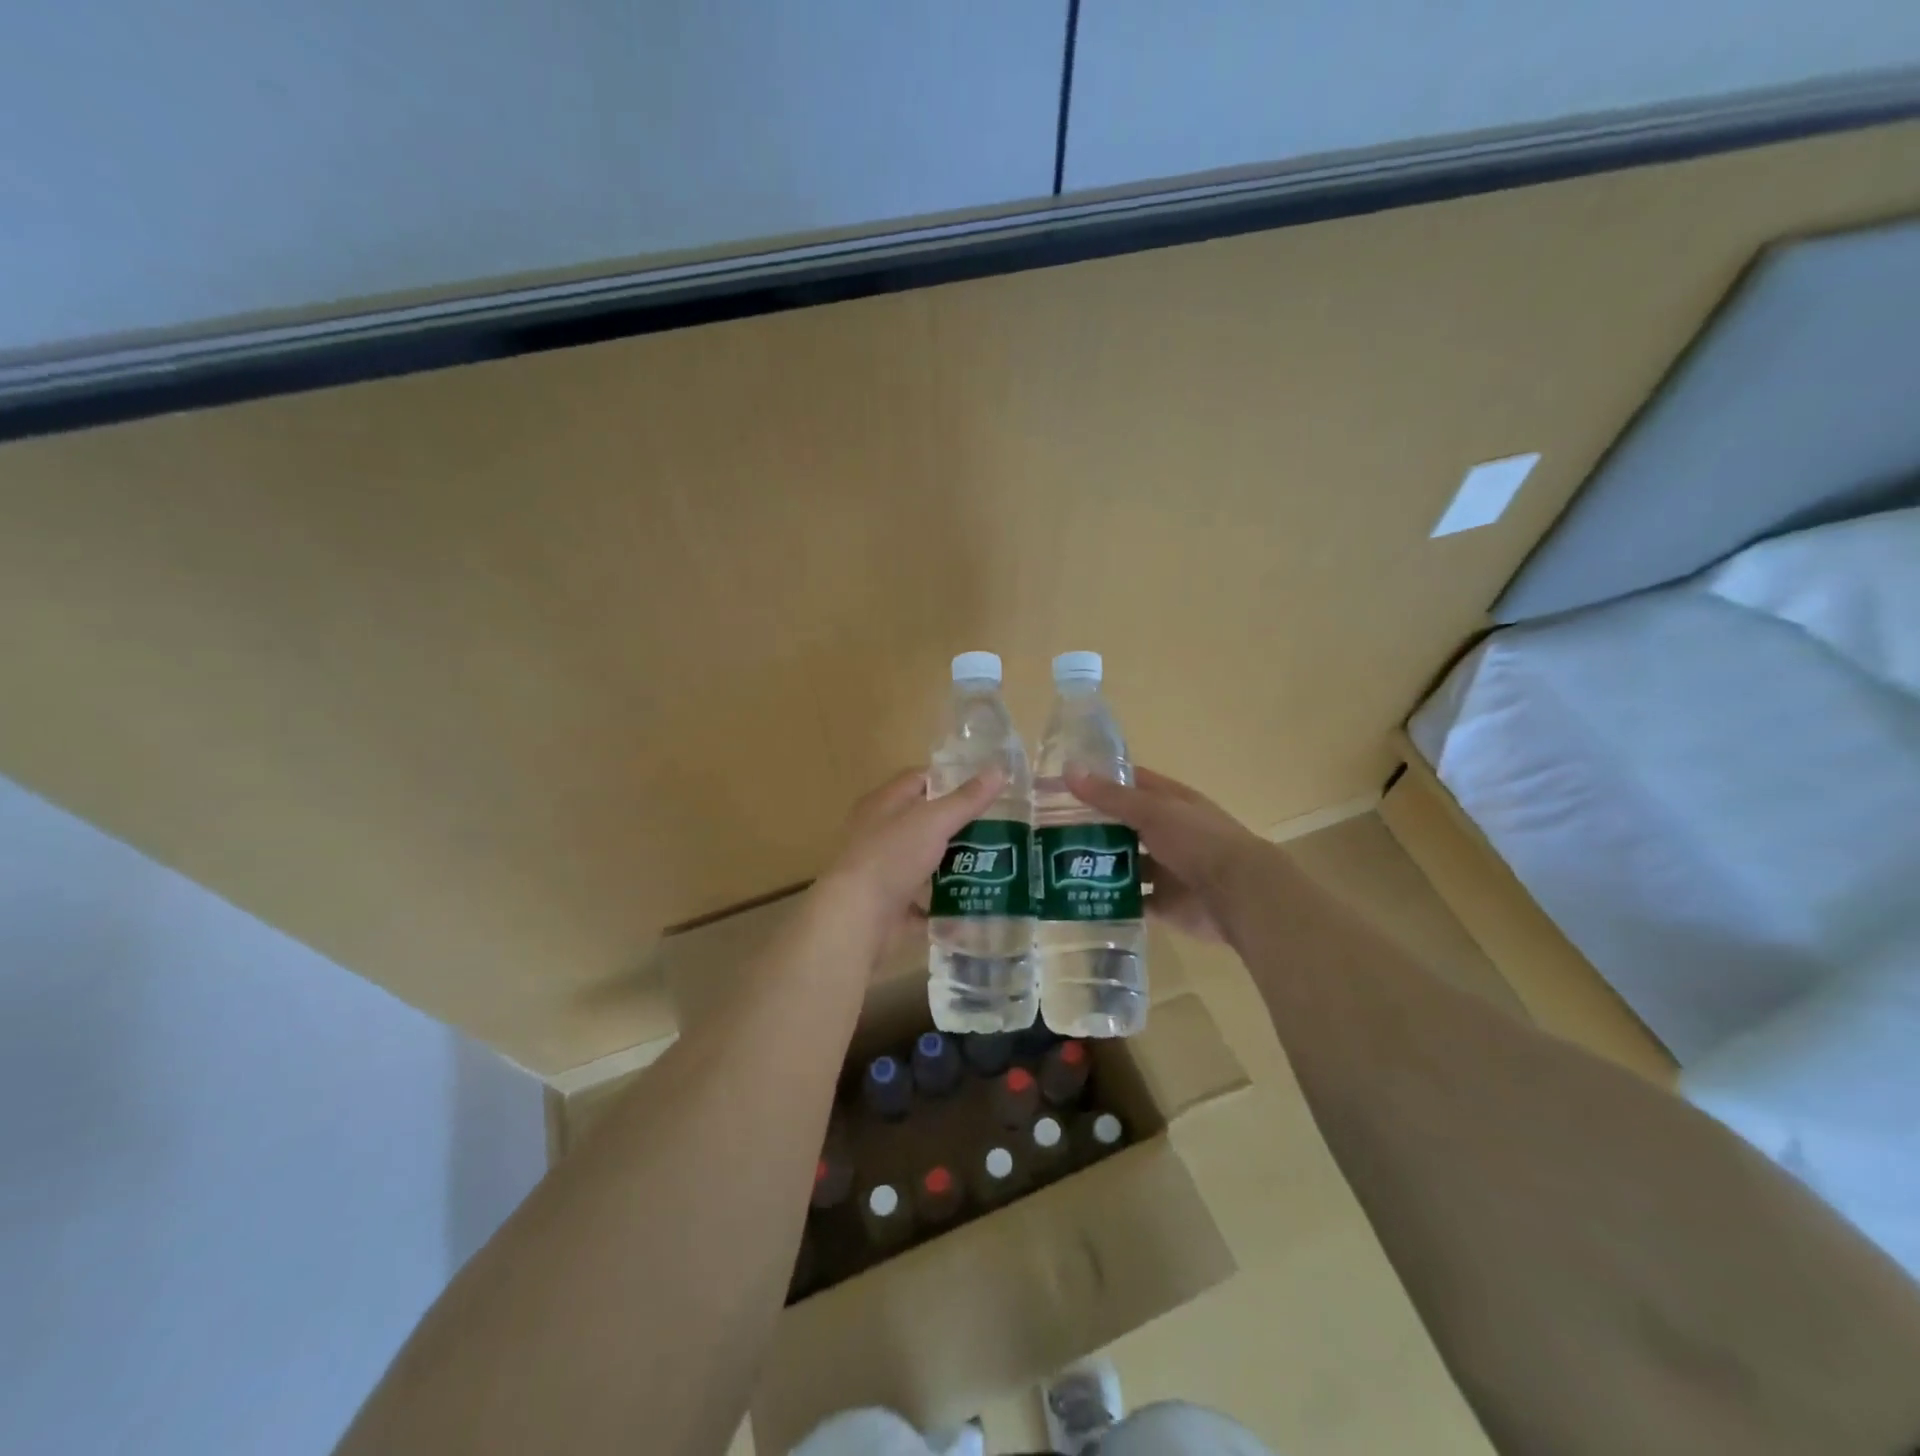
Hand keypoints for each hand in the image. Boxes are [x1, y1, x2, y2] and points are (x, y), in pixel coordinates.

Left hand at [814, 767, 1005, 949]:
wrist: (857, 918)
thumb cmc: (891, 856)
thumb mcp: (933, 821)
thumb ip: (966, 799)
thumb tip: (1000, 770)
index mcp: (883, 804)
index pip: (918, 779)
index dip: (950, 779)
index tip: (985, 786)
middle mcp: (880, 834)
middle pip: (924, 822)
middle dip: (959, 825)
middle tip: (999, 827)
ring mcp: (884, 871)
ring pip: (925, 862)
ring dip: (955, 864)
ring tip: (996, 863)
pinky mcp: (891, 905)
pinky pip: (924, 901)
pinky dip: (946, 903)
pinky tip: (975, 902)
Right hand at [1064, 766, 1271, 943]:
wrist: (1238, 894)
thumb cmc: (1197, 840)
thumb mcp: (1152, 810)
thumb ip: (1110, 796)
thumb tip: (1068, 770)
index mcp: (1169, 802)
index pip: (1129, 784)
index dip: (1098, 782)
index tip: (1060, 785)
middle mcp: (1167, 832)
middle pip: (1122, 826)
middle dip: (1090, 826)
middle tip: (1046, 829)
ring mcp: (1165, 869)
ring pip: (1124, 863)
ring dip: (1097, 864)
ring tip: (1055, 865)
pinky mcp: (1163, 903)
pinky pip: (1130, 900)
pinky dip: (1110, 900)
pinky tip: (1079, 897)